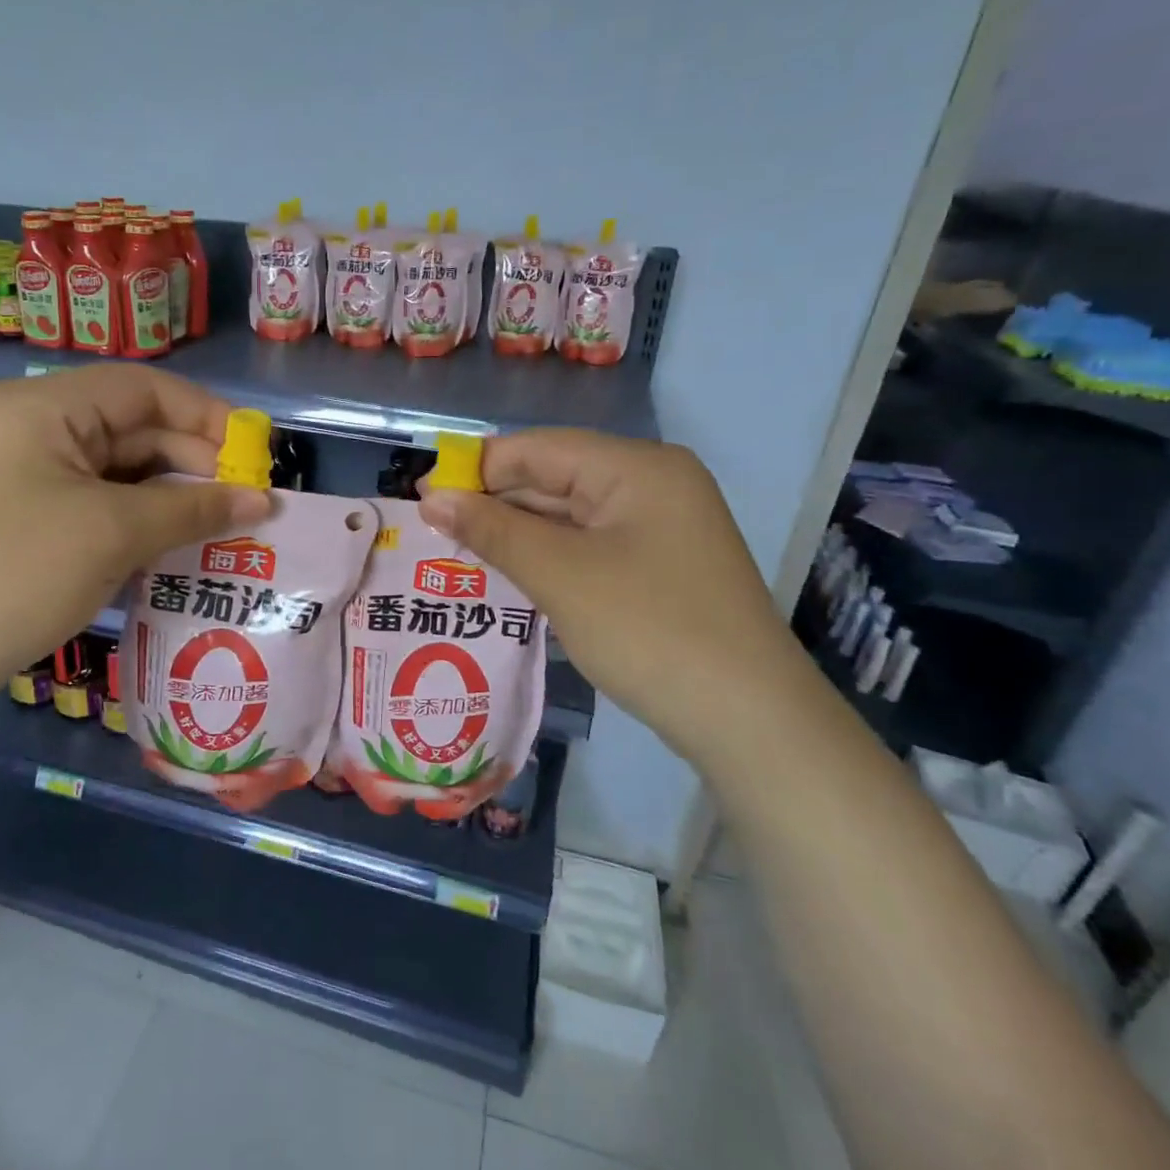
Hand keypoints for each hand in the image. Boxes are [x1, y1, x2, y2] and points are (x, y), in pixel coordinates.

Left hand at [0, 365, 270, 720]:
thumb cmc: (14, 574)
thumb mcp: (113, 533)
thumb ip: (194, 508)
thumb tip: (265, 501)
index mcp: (46, 407)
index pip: (145, 388)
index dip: (207, 416)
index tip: (256, 456)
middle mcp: (36, 428)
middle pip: (135, 428)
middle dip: (195, 462)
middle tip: (249, 504)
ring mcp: (30, 474)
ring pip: (122, 470)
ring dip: (174, 496)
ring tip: (226, 527)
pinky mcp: (30, 516)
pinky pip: (102, 503)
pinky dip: (144, 520)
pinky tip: (181, 545)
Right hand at [417, 430, 824, 770]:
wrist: (747, 720)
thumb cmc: (648, 629)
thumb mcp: (559, 574)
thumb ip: (492, 529)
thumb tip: (431, 498)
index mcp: (637, 467)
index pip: (538, 449)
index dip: (475, 468)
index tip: (421, 495)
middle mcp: (652, 485)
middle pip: (554, 478)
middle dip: (493, 504)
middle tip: (431, 532)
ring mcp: (659, 528)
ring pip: (568, 516)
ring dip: (516, 534)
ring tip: (456, 553)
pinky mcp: (657, 566)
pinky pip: (587, 546)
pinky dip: (547, 557)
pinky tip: (507, 574)